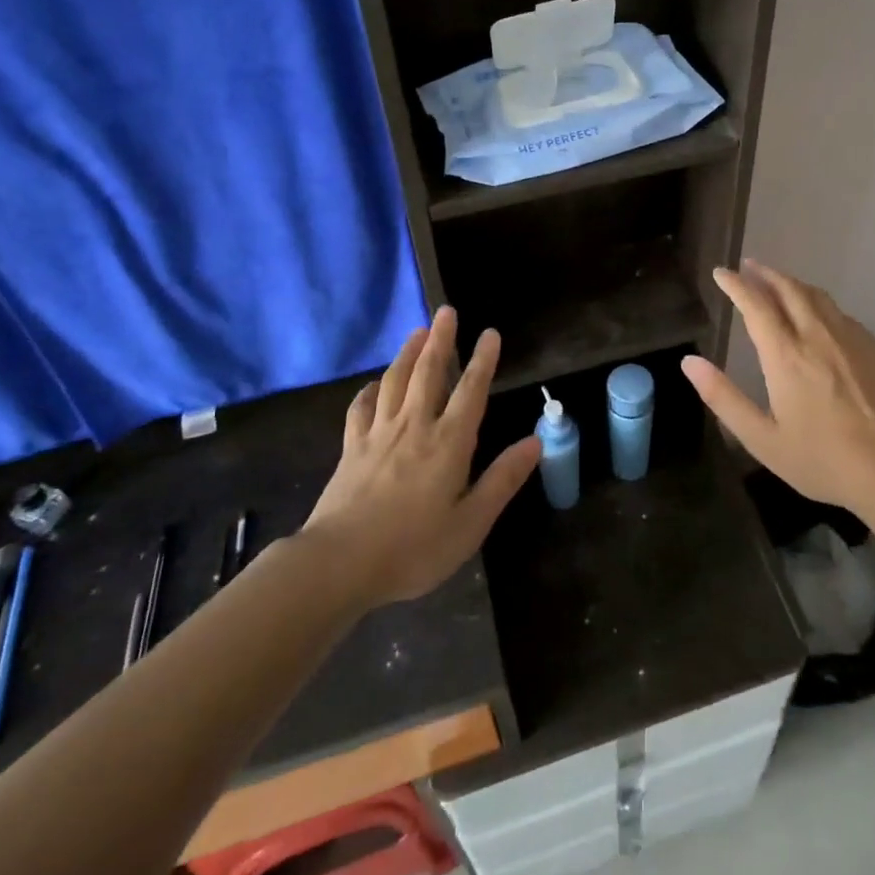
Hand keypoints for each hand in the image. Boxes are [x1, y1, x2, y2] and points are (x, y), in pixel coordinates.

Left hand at [303, 307, 540, 606]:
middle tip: (446, 311)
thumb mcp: (470, 524)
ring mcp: (378, 434)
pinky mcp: (350, 448)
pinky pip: (360, 408)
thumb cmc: (413, 548)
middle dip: (440, 339)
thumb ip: (502, 479)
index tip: (490, 332)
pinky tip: (374, 384)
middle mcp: (414, 427)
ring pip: (395, 381)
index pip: (470, 391)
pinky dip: (369, 390)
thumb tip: (535, 441)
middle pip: (428, 372)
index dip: (482, 360)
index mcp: (448, 443)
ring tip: (417, 331)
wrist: (339, 563)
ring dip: (408, 353)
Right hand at [683, 260, 874, 513]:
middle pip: (789, 289)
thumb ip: (723, 397)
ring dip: (793, 283)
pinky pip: (841, 314)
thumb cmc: (821, 459)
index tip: (721, 272)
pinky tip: (820, 317)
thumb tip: (689, 362)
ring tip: (779, 283)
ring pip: (818, 296)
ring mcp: (850, 339)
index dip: (736, 285)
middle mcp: (817, 336)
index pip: (756, 304)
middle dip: (765, 273)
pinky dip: (820, 304)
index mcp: (786, 355)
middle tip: (749, 266)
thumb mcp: (761, 438)